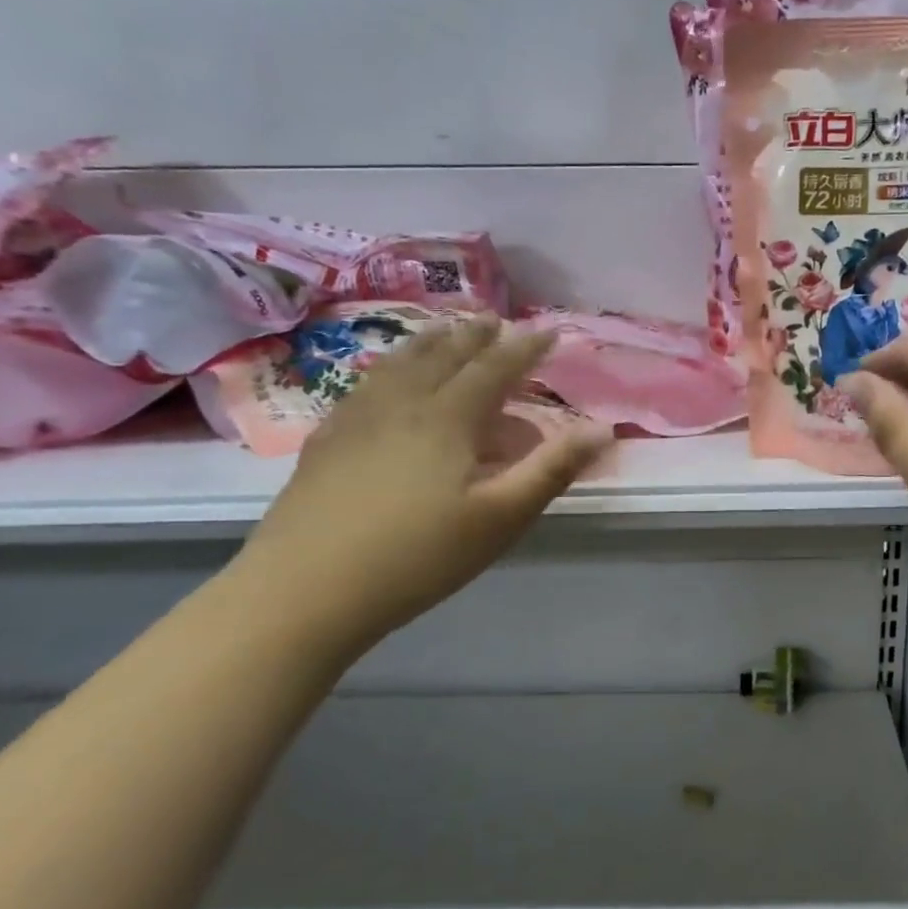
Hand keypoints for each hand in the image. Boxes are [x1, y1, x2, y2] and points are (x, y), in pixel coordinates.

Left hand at [237, 315, 612, 649]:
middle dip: (475, 335)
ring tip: (444, 330)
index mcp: (449, 417)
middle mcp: (403, 403)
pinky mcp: (327, 440)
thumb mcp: (500, 517)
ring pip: (400, 364)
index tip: (549, 330)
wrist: (304, 589)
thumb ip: (552, 469)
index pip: (495, 367)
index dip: (525, 347)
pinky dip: (388, 368)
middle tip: (493, 318)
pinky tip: (382, 379)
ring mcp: (358, 418)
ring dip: (429, 342)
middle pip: (444, 355)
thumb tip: (602, 428)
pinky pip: (365, 385)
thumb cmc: (418, 555)